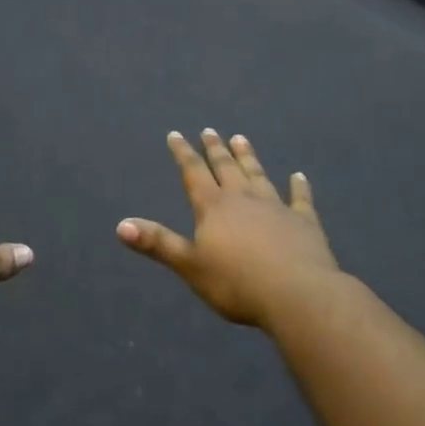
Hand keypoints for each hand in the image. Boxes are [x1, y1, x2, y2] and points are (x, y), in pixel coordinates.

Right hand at [116, 130, 342, 329]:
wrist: (297, 294)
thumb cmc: (237, 283)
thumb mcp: (190, 265)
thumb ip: (158, 243)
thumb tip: (120, 226)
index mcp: (213, 207)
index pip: (193, 173)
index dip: (183, 153)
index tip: (175, 134)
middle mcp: (243, 199)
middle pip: (226, 168)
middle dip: (215, 149)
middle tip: (210, 130)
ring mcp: (276, 208)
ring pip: (258, 175)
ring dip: (248, 157)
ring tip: (241, 138)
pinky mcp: (304, 223)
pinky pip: (300, 199)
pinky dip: (299, 187)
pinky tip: (299, 176)